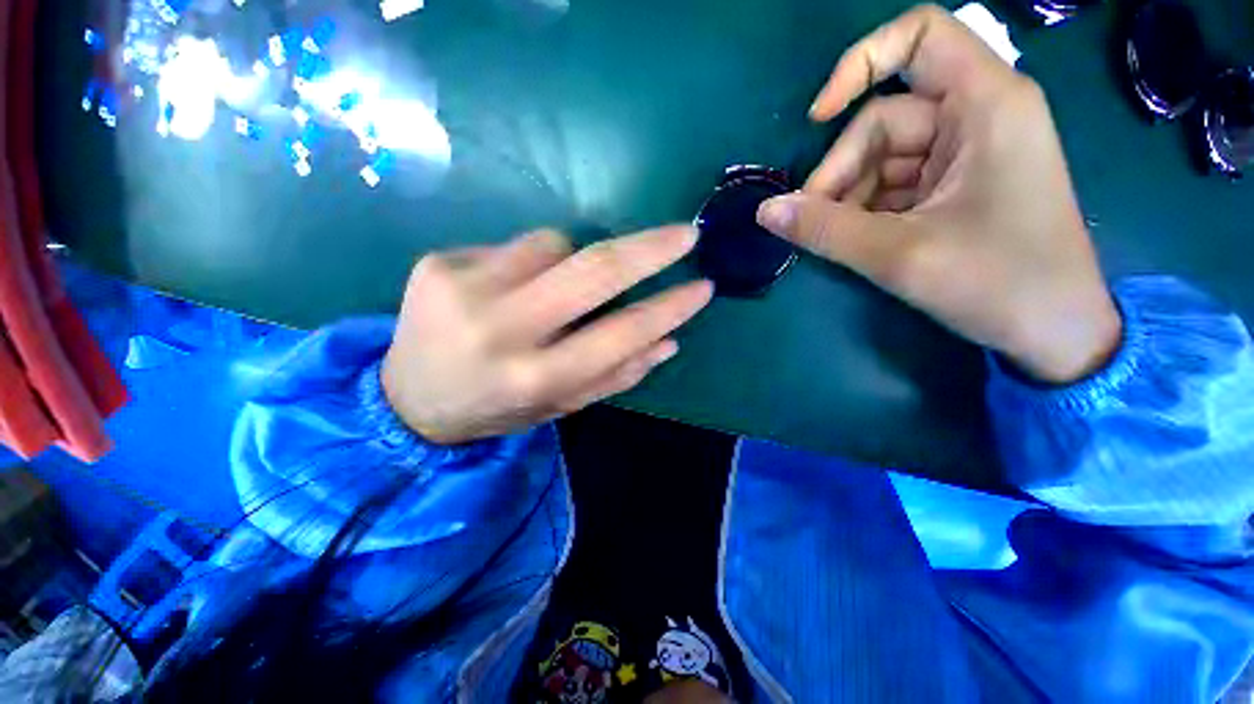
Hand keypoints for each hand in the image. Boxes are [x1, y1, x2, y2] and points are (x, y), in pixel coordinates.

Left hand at [382, 227, 711, 443]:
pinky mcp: (439, 262)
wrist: (408, 398)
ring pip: (555, 242)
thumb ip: (616, 375)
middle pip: (595, 270)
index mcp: (536, 377)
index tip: (703, 287)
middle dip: (650, 248)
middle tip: (686, 234)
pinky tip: (512, 288)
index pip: (622, 333)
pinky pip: (516, 244)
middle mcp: (502, 331)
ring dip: (574, 258)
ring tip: (555, 289)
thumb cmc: (498, 407)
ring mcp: (464, 289)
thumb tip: (669, 341)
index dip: (669, 309)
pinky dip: (533, 260)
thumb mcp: (560, 405)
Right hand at [756, 5, 1120, 383]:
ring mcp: (968, 152)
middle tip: (813, 223)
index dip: (859, 64)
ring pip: (883, 158)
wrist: (1056, 332)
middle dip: (841, 172)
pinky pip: (896, 184)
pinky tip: (859, 241)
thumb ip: (823, 229)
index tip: (817, 120)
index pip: (919, 35)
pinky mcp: (959, 185)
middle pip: (885, 119)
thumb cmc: (998, 283)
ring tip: (836, 240)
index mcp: (986, 104)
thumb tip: (765, 212)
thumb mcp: (899, 254)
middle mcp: (979, 115)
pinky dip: (868, 209)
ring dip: (850, 198)